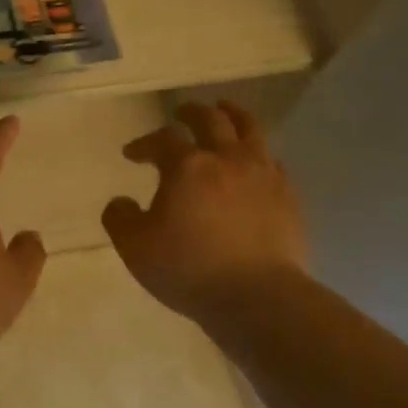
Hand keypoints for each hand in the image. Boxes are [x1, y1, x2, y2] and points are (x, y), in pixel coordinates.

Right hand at [102, 101, 307, 324]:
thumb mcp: (135, 247)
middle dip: (191, 113)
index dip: (144, 143)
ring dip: (233, 115)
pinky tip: (253, 162)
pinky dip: (256, 152)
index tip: (131, 154)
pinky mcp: (287, 195)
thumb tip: (120, 202)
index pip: (162, 139)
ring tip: (225, 111)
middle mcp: (227, 159)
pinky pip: (271, 161)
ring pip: (250, 130)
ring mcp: (262, 174)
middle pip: (211, 120)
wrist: (256, 296)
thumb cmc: (188, 269)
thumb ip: (120, 218)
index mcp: (187, 166)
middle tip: (181, 112)